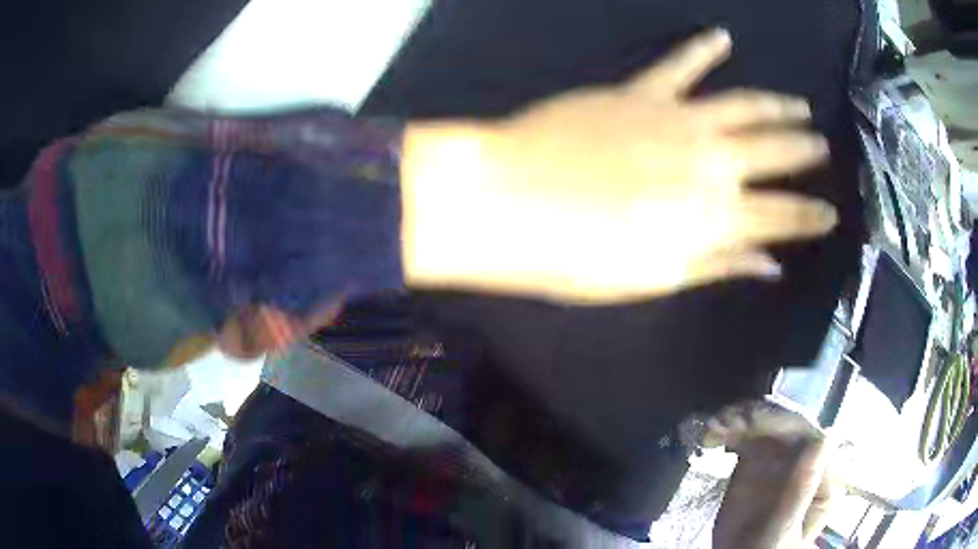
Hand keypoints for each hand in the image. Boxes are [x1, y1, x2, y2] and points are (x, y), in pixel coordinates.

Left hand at [402, 29, 836, 302]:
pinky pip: (679, 64)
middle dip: (802, 152)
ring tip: (800, 105)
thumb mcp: (655, 278)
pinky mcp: (639, 92)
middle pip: (772, 154)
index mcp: (714, 216)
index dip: (810, 217)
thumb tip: (769, 264)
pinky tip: (721, 38)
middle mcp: (710, 162)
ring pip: (743, 106)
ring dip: (776, 105)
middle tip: (823, 149)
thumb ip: (717, 264)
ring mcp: (676, 119)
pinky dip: (701, 49)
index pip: (782, 218)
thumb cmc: (578, 257)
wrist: (511, 202)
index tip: (832, 213)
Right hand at [708, 403, 841, 547]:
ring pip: (767, 426)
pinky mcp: (759, 459)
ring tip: (713, 426)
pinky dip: (729, 430)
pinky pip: (747, 436)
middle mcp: (810, 458)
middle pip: (789, 426)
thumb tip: (823, 438)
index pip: (811, 436)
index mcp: (826, 475)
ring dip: (741, 419)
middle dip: (758, 419)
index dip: (783, 424)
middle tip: (725, 421)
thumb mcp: (782, 528)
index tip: (749, 421)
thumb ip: (800, 490)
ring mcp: (783, 456)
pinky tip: (712, 432)